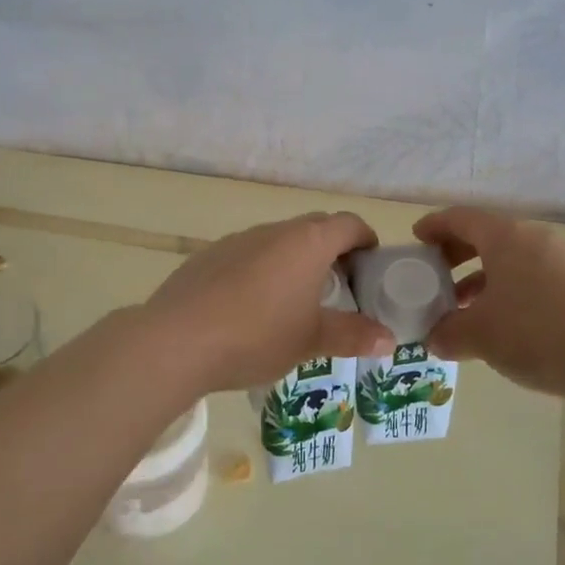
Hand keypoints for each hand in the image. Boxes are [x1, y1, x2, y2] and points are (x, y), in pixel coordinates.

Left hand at [146, 212, 395, 394]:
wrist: (175, 341)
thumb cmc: (256, 336)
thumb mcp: (311, 341)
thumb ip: (352, 336)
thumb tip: (389, 340)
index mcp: (306, 243)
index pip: (348, 224)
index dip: (365, 239)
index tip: (370, 264)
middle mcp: (273, 231)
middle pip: (314, 228)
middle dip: (332, 250)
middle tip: (339, 287)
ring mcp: (236, 240)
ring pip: (277, 241)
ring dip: (294, 261)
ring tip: (295, 301)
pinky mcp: (207, 256)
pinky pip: (247, 255)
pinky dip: (261, 271)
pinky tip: (250, 308)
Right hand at [415, 206, 564, 400]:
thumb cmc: (536, 331)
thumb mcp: (480, 336)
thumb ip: (448, 334)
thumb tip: (434, 339)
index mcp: (504, 237)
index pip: (461, 218)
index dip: (435, 226)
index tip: (417, 239)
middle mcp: (534, 239)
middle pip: (487, 237)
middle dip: (457, 255)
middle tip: (436, 277)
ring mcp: (564, 261)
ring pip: (512, 261)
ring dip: (484, 279)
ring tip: (466, 309)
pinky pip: (534, 279)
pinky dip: (510, 293)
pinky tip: (504, 326)